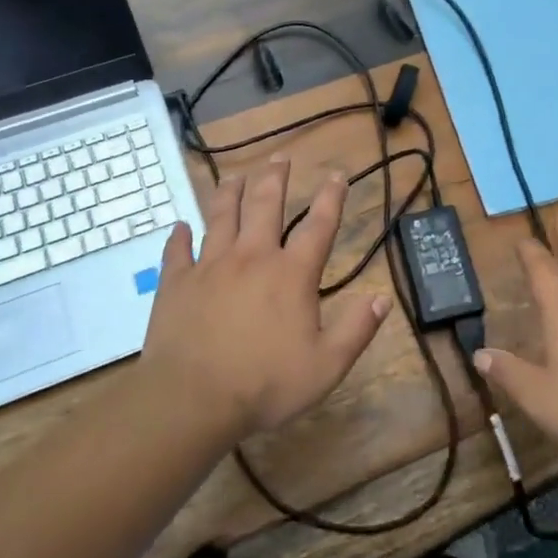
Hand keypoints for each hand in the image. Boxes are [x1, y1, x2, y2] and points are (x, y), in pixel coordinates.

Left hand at [140, 156, 390, 439]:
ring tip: (235, 176)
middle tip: (280, 158)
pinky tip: (180, 226)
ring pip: (222, 216)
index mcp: (291, 274)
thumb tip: (381, 299)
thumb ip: (356, 330)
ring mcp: (210, 266)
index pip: (319, 226)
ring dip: (231, 192)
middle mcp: (252, 257)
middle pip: (266, 205)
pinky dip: (179, 236)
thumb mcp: (326, 366)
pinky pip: (177, 250)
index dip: (331, 197)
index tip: (337, 174)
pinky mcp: (177, 282)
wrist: (192, 399)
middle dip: (275, 178)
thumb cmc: (265, 384)